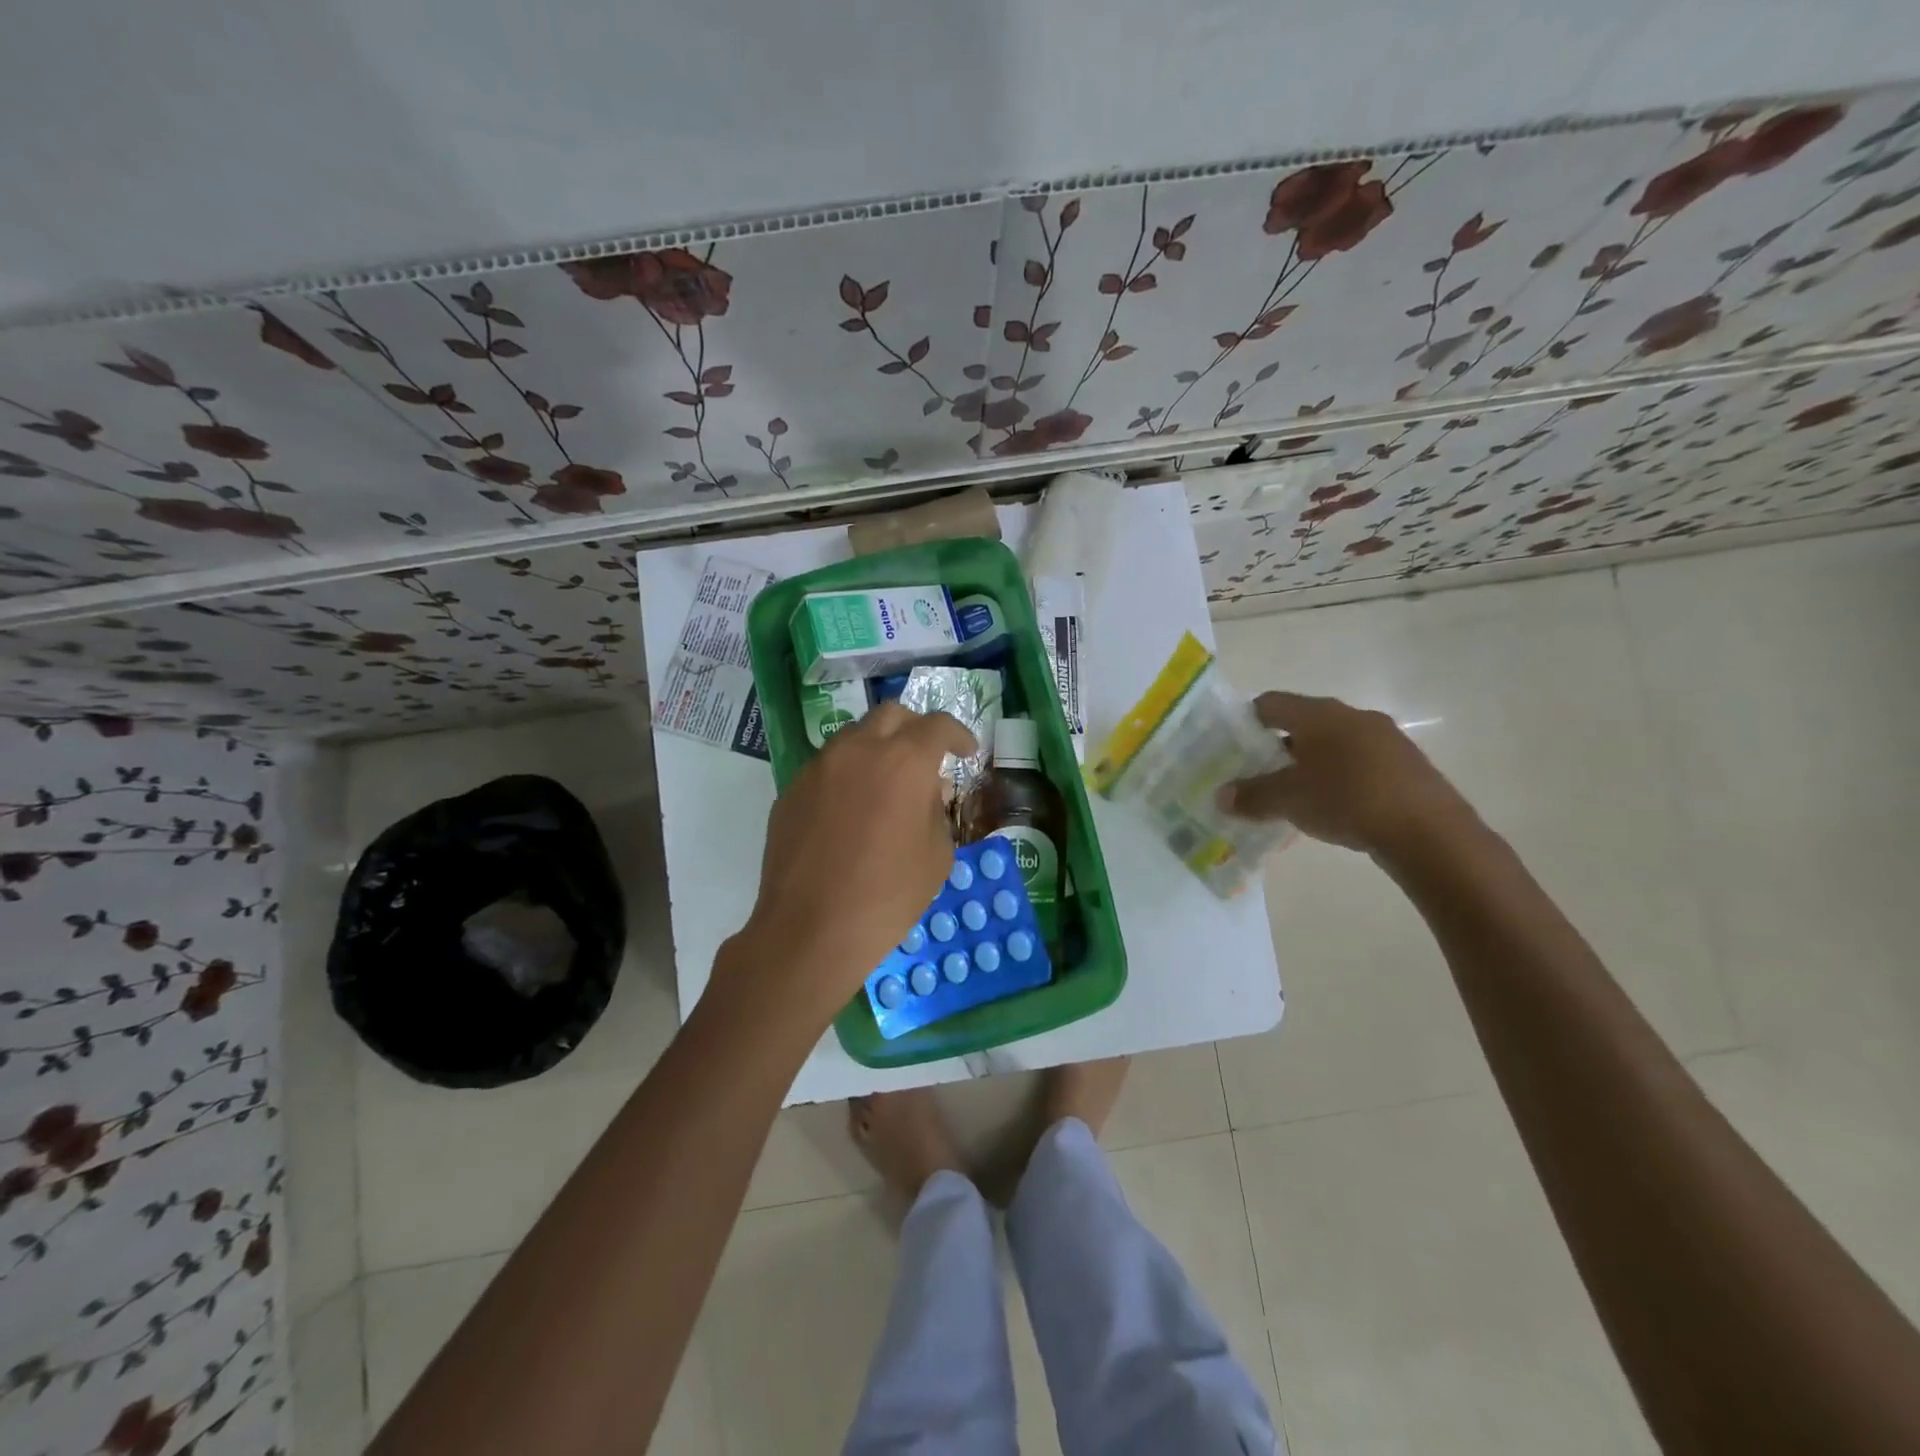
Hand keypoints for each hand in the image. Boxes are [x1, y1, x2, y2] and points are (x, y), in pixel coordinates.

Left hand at [721, 701, 975, 1025]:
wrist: (810, 930)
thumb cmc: (888, 895)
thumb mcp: (937, 855)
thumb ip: (937, 809)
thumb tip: (928, 790)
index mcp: (903, 761)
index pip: (937, 726)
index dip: (958, 735)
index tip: (966, 752)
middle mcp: (858, 750)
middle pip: (891, 715)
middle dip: (915, 728)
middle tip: (926, 756)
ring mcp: (818, 767)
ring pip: (853, 738)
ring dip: (877, 749)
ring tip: (886, 784)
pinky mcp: (791, 790)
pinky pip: (827, 769)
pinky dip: (847, 776)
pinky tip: (851, 812)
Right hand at [1218, 691, 1471, 857]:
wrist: (1428, 831)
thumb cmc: (1347, 800)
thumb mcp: (1288, 800)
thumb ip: (1251, 796)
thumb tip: (1221, 797)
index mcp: (1319, 714)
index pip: (1271, 702)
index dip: (1247, 720)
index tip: (1232, 745)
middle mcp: (1352, 716)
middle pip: (1303, 723)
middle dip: (1277, 746)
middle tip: (1257, 773)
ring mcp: (1384, 738)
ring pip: (1333, 744)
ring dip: (1309, 763)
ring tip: (1293, 794)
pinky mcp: (1405, 765)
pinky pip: (1358, 763)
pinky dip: (1338, 777)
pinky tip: (1333, 806)